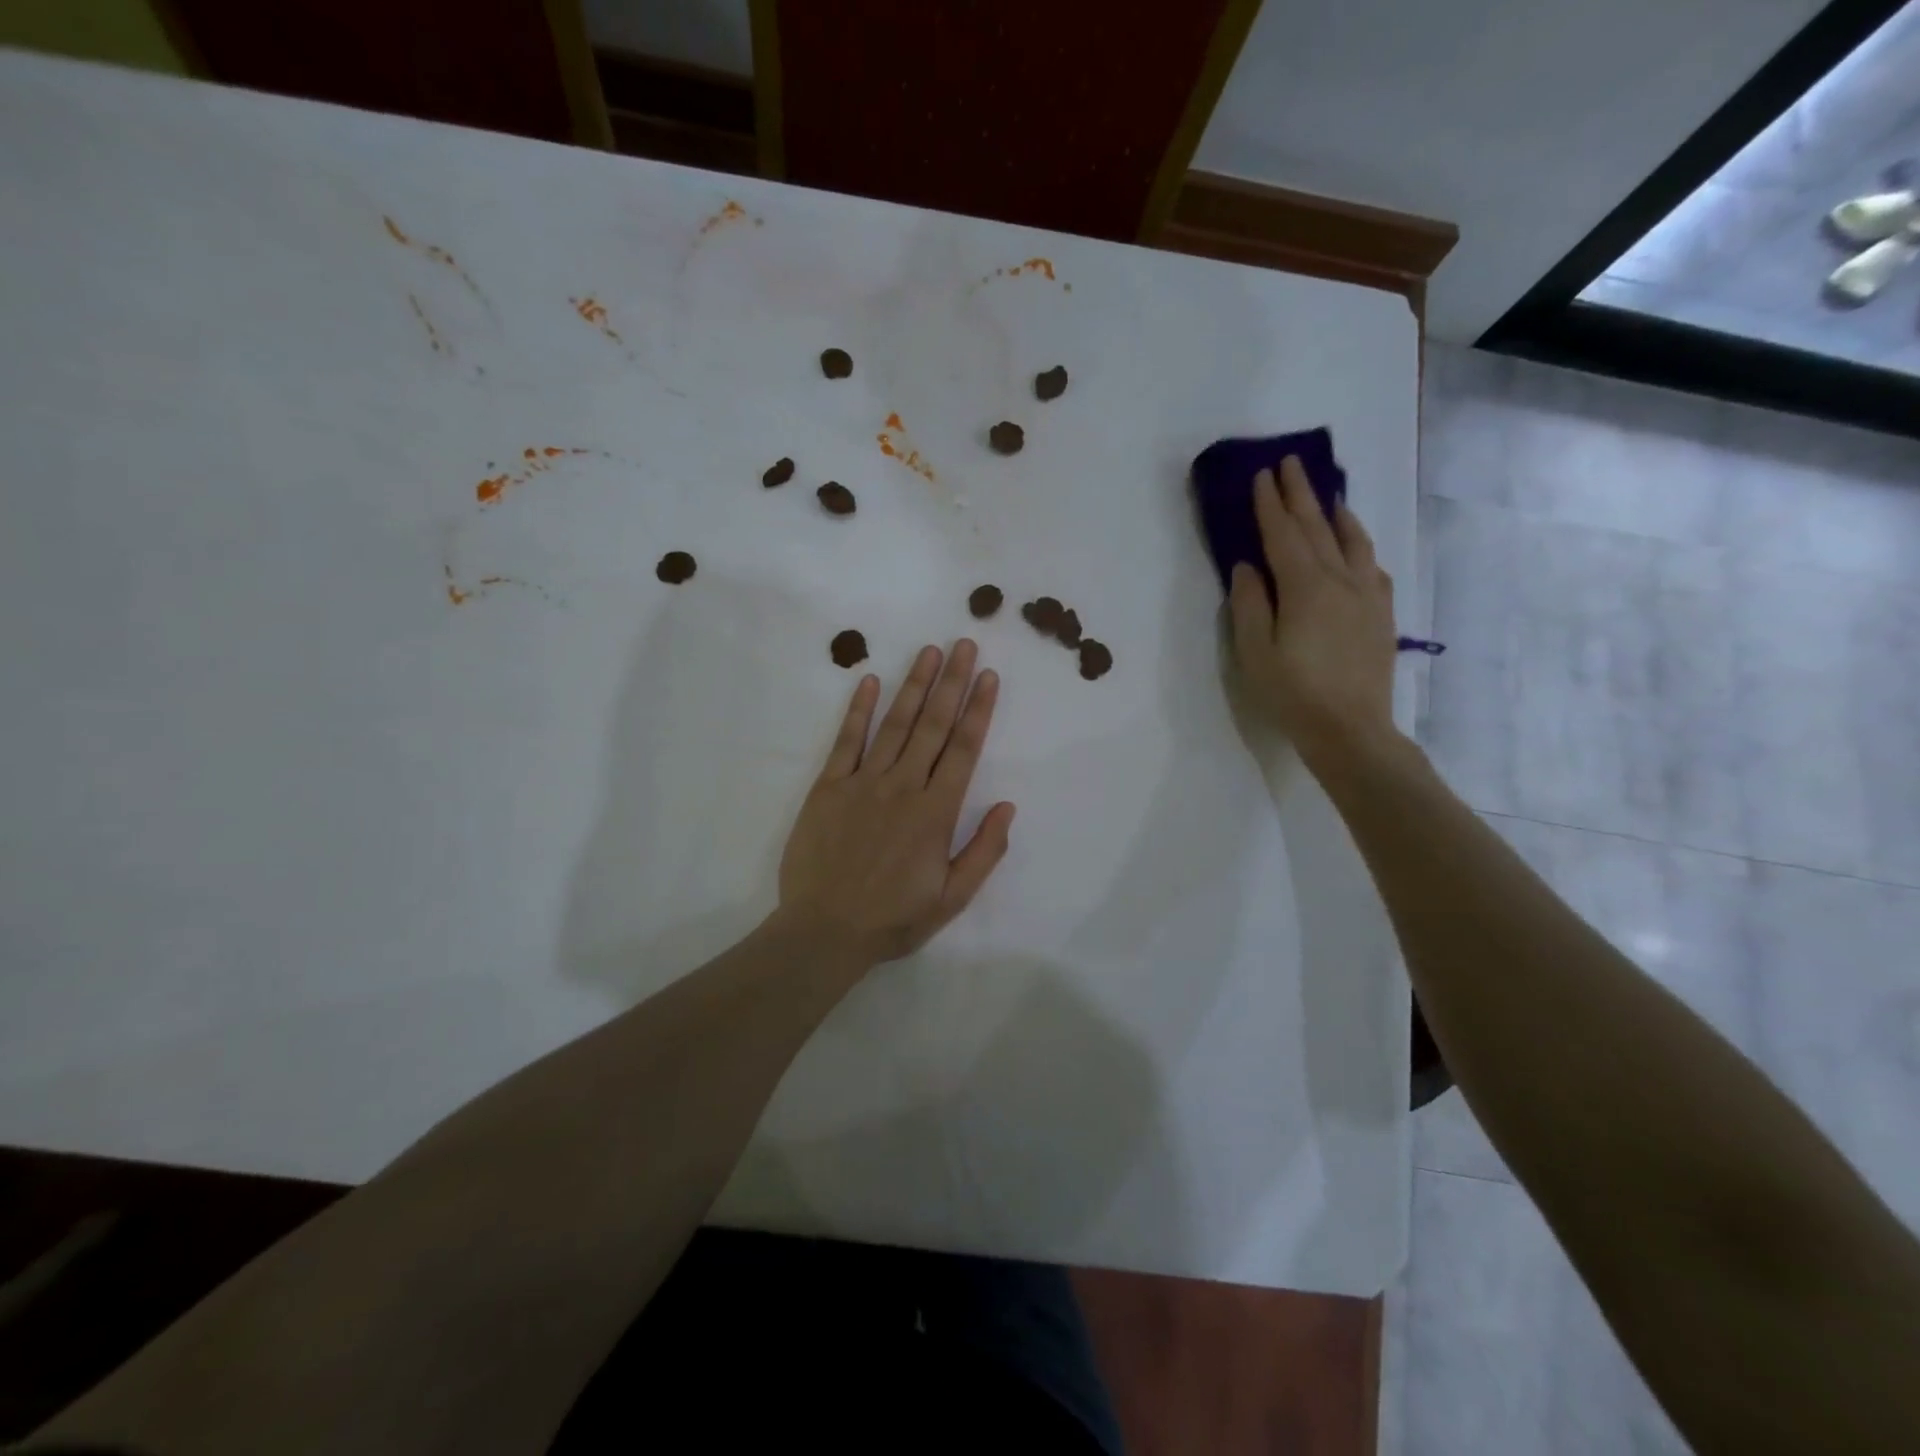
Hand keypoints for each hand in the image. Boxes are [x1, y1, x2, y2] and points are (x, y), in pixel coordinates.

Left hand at [775, 640, 1015, 969]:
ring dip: (914, 685)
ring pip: (894, 724)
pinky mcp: (828, 787)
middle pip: (932, 725)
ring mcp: (862, 783)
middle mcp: (902, 787)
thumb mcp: (952, 898)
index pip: (963, 749)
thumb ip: (984, 850)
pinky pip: (846, 741)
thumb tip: (1007, 806)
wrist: (824, 932)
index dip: (979, 710)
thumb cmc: (893, 919)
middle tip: (965, 644)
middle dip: (952, 682)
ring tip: (929, 651)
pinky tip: (870, 681)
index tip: (989, 676)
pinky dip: (859, 710)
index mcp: (936, 812)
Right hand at [1229, 456, 1401, 774]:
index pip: (1284, 535)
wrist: (1351, 729)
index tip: (1262, 475)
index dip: (1270, 504)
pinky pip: (1371, 565)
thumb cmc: (1293, 694)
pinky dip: (1359, 544)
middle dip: (1302, 495)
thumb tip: (1247, 566)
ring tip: (1327, 495)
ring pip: (1352, 541)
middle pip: (1319, 528)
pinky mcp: (1381, 614)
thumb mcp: (1254, 652)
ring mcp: (1367, 596)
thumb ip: (1249, 604)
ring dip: (1336, 513)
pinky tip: (1355, 545)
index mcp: (1305, 588)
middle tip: (1290, 464)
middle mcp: (1340, 581)